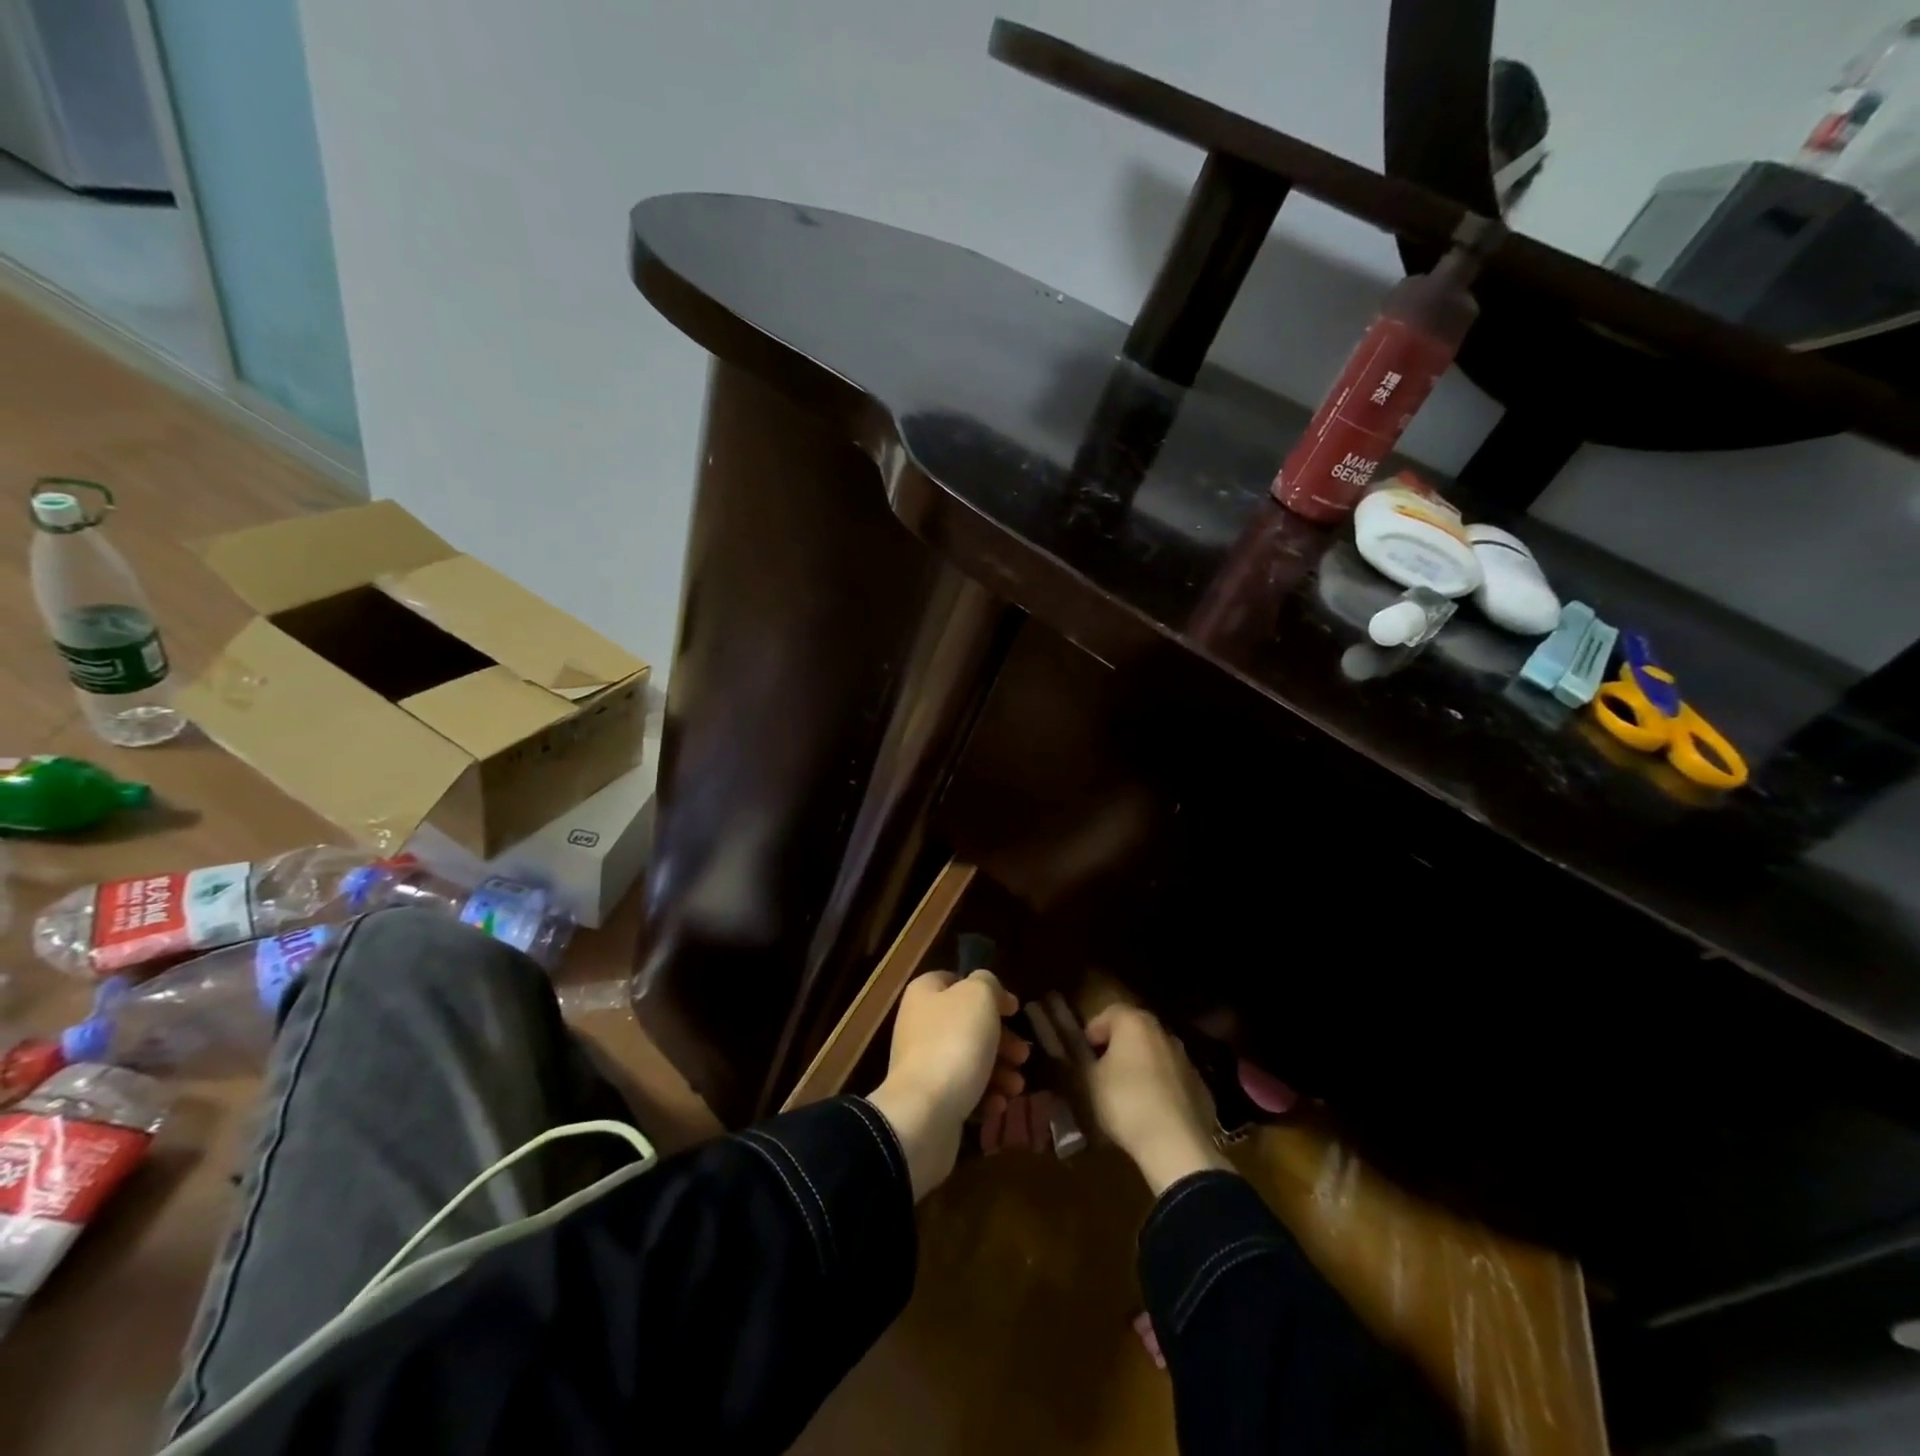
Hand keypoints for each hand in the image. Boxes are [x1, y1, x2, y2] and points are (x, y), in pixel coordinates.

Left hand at [867, 970, 1027, 1198]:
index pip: (957, 981)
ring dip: (1000, 1071)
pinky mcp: (930, 1099)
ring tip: (1017, 1086)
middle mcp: (920, 1025)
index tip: (1013, 1010)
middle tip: (1023, 1055)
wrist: (923, 1114)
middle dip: (1002, 1040)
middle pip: (968, 1024)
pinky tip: (999, 1104)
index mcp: (925, 994)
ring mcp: (923, 1064)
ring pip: (970, 1059)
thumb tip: (992, 993)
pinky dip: (985, 1096)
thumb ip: (988, 984)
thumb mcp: (979, 996)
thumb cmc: (954, 1043)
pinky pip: (963, 1091)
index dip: (988, 992)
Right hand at [1083, 1005, 1231, 1194]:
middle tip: (1103, 1070)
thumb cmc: (1124, 1101)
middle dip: (1119, 1047)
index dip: (1094, 1030)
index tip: (1085, 1051)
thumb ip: (1083, 1059)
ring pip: (1157, 1055)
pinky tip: (1153, 1112)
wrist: (1175, 1143)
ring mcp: (1186, 1060)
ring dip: (1142, 1066)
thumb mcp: (1090, 1080)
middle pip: (1136, 1032)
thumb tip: (1082, 1053)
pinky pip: (1174, 1080)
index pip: (1110, 1012)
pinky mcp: (1201, 1087)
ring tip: (1128, 1094)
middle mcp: (1163, 1033)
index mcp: (1135, 1023)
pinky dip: (1162, 1088)